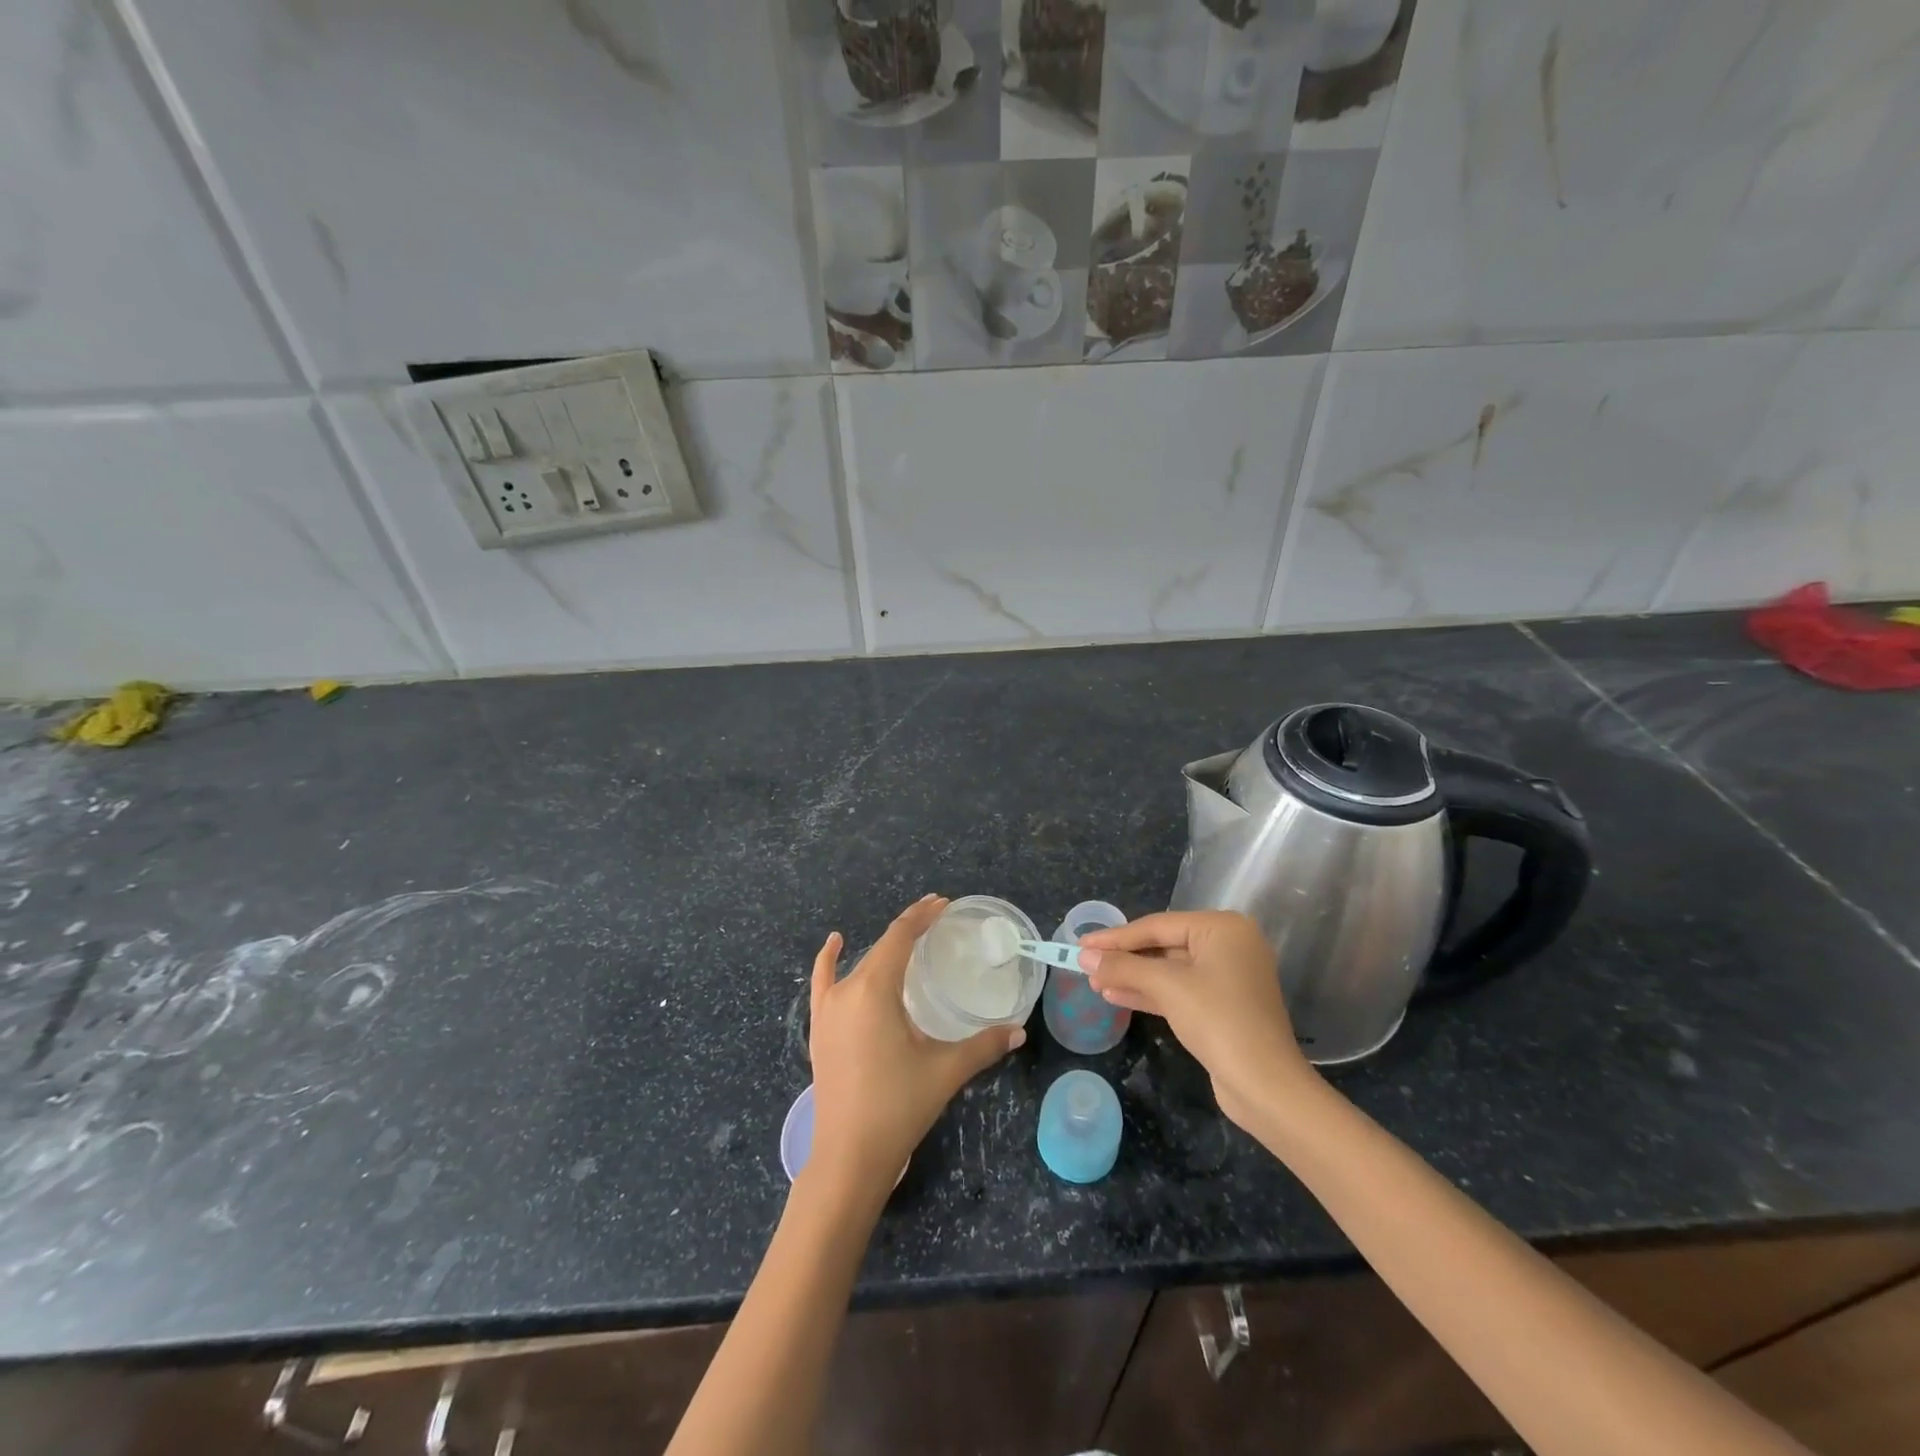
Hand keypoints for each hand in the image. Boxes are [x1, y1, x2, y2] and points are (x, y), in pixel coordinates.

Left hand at [807, 895, 1024, 1196]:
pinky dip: (828, 960)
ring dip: (882, 947)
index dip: (922, 917)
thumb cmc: (898, 1106)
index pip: (900, 937)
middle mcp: (847, 990)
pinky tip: (834, 945)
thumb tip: (1019, 1031)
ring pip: (858, 964)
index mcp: (874, 989)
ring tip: (907, 938)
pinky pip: (822, 983)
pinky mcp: (819, 1030)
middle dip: (909, 929)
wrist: (848, 1157)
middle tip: (937, 920)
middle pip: (881, 946)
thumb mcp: (945, 1071)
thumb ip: (984, 1046)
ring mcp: (828, 1010)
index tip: (943, 904)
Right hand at [1078, 911, 1314, 1130]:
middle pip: (1163, 945)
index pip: (1157, 926)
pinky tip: (1115, 996)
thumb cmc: (1219, 1021)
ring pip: (1168, 970)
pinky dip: (1149, 993)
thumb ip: (1124, 966)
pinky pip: (1178, 990)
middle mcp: (1228, 945)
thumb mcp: (1167, 987)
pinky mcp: (1222, 1005)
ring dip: (1132, 976)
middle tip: (1085, 964)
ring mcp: (1227, 976)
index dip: (1116, 936)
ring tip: (1095, 982)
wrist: (1265, 1087)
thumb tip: (1083, 956)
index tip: (1081, 943)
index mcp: (1223, 928)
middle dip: (1124, 958)